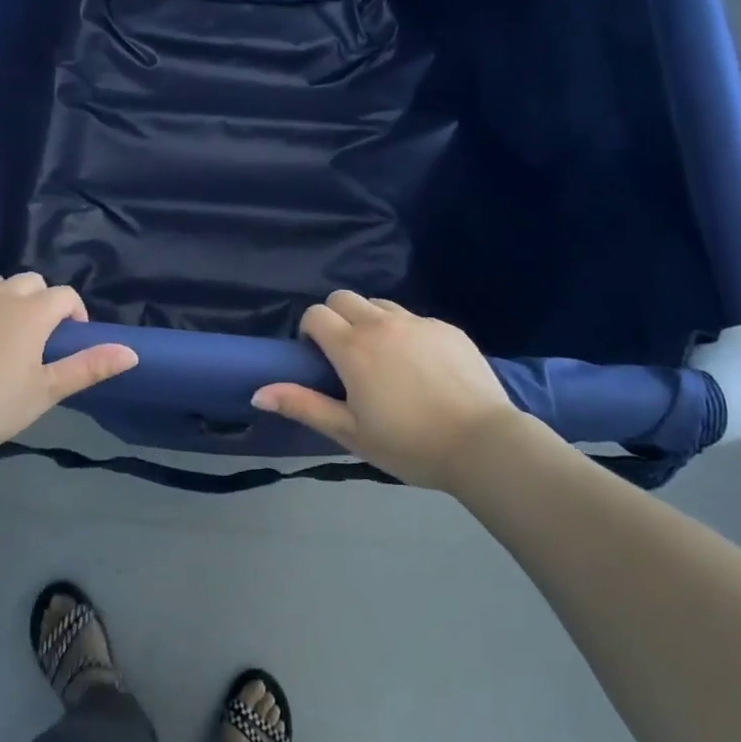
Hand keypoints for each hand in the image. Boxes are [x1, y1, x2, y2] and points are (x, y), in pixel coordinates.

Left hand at [0, 273, 137, 460]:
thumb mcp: (47, 391)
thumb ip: (89, 367)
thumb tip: (132, 352)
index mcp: (32, 312)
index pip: (65, 296)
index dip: (74, 313)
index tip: (68, 341)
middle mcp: (0, 294)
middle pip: (31, 281)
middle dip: (40, 301)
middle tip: (35, 338)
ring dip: (2, 297)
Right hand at [252, 291, 519, 488]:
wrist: (483, 444)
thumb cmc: (409, 444)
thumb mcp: (350, 432)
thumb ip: (303, 405)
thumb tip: (257, 392)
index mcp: (353, 348)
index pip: (316, 314)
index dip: (310, 331)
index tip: (319, 359)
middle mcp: (382, 324)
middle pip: (343, 297)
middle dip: (335, 317)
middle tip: (347, 356)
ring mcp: (418, 322)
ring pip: (380, 304)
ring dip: (370, 321)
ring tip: (384, 359)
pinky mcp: (447, 328)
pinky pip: (415, 319)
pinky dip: (406, 333)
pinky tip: (422, 368)